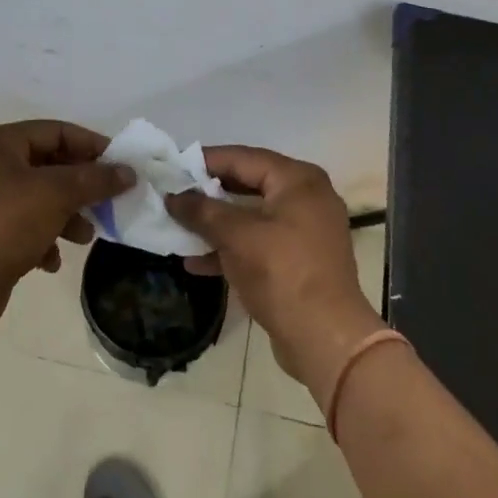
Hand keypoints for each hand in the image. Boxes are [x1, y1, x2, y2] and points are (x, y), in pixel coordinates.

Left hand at [0, 120, 133, 335]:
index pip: (56, 131)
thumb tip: (128, 172)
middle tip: (108, 202)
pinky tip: (53, 260)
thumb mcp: (57, 193)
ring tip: (86, 236)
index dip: (91, 145)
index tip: (121, 165)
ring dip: (67, 216)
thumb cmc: (6, 223)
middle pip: (49, 166)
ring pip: (39, 199)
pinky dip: (44, 239)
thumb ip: (95, 179)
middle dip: (80, 186)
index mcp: (0, 143)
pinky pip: (24, 228)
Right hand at [166, 146, 381, 401]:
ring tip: (178, 228)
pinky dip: (231, 247)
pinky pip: (259, 242)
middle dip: (208, 193)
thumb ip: (202, 210)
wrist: (326, 339)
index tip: (171, 165)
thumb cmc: (282, 273)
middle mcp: (307, 197)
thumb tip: (172, 196)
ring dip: (216, 223)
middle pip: (248, 184)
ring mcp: (306, 230)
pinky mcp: (300, 260)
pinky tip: (197, 261)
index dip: (205, 161)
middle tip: (173, 194)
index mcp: (298, 180)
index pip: (243, 157)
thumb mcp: (236, 236)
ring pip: (251, 216)